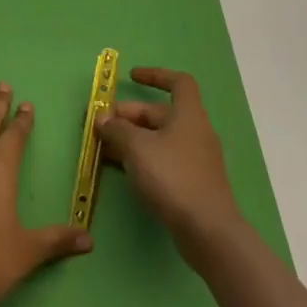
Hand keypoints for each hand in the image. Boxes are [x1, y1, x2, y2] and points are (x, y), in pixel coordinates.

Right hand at [95, 67, 249, 267]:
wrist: (207, 230)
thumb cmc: (173, 177)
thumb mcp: (137, 148)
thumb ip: (116, 130)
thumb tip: (102, 119)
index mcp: (189, 115)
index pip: (178, 83)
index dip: (155, 75)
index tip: (130, 77)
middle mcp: (194, 132)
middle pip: (160, 113)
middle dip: (128, 115)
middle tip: (99, 125)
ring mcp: (194, 159)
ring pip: (157, 139)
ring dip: (129, 138)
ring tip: (101, 147)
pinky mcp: (190, 183)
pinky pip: (161, 159)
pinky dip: (140, 158)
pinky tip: (120, 169)